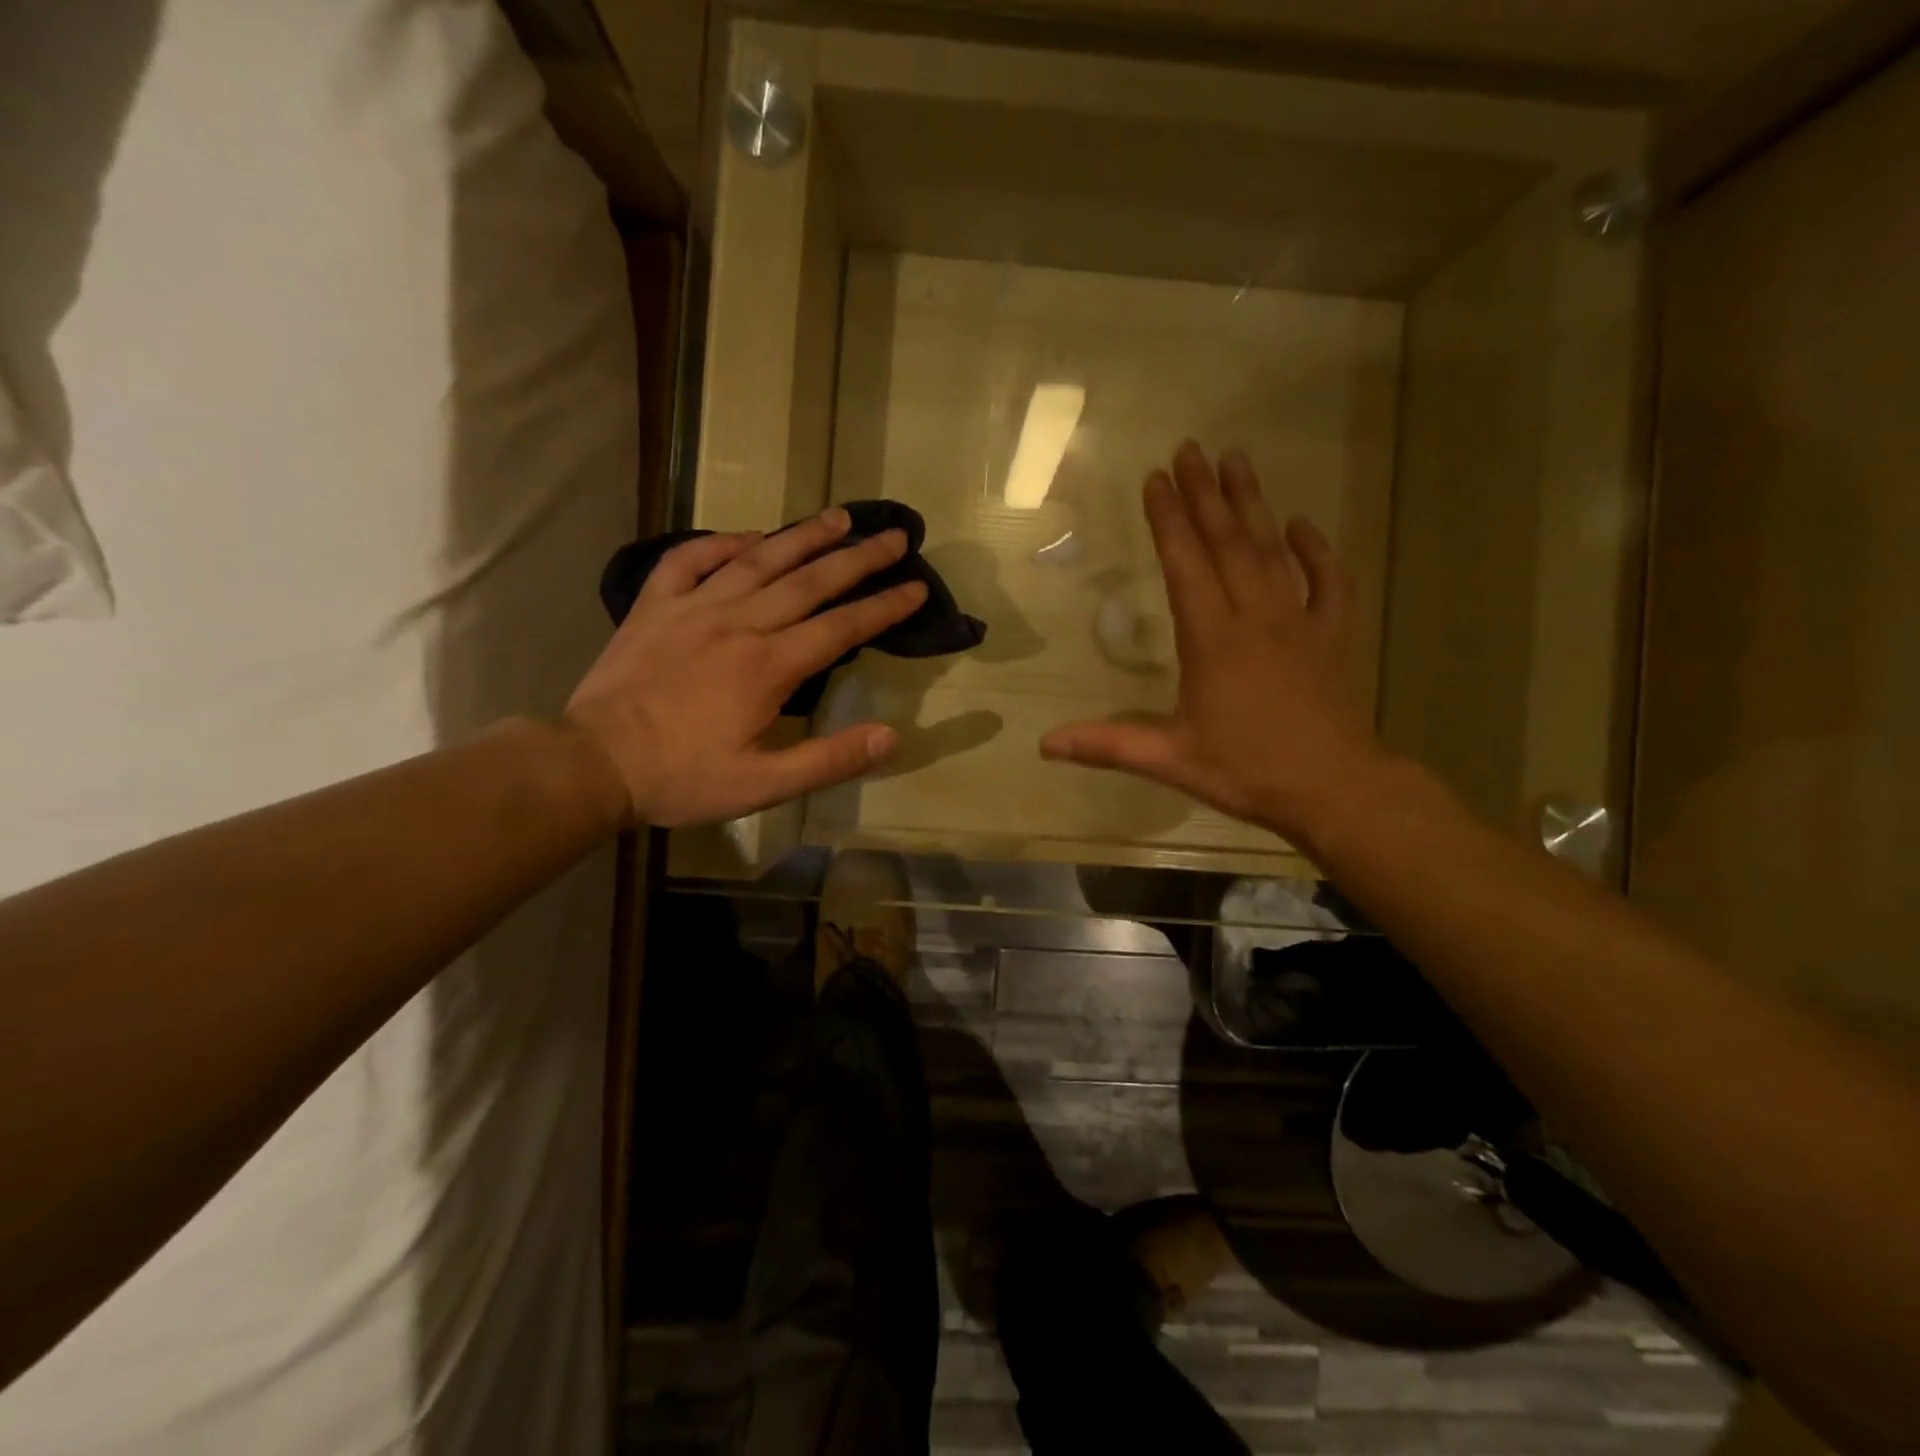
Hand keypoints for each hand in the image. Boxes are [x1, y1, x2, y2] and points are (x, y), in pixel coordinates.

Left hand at [564, 509, 925, 826]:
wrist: (592, 763)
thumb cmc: (681, 778)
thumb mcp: (762, 787)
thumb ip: (828, 760)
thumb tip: (891, 736)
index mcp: (768, 666)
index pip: (841, 628)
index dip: (883, 607)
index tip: (917, 586)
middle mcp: (738, 623)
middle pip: (809, 581)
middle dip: (858, 558)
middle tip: (894, 535)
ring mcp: (693, 608)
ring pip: (758, 560)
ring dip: (803, 536)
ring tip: (838, 517)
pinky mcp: (654, 606)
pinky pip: (690, 559)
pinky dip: (722, 542)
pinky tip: (748, 537)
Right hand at [1041, 441, 1392, 847]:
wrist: (1336, 788)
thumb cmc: (1248, 771)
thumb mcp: (1170, 761)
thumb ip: (1107, 745)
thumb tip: (1044, 744)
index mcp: (1213, 640)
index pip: (1185, 565)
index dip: (1168, 520)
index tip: (1156, 478)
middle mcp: (1255, 617)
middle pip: (1228, 543)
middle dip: (1206, 494)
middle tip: (1191, 448)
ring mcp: (1299, 622)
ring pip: (1273, 550)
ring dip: (1253, 504)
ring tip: (1237, 460)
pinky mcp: (1332, 636)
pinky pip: (1327, 582)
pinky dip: (1316, 550)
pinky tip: (1302, 525)